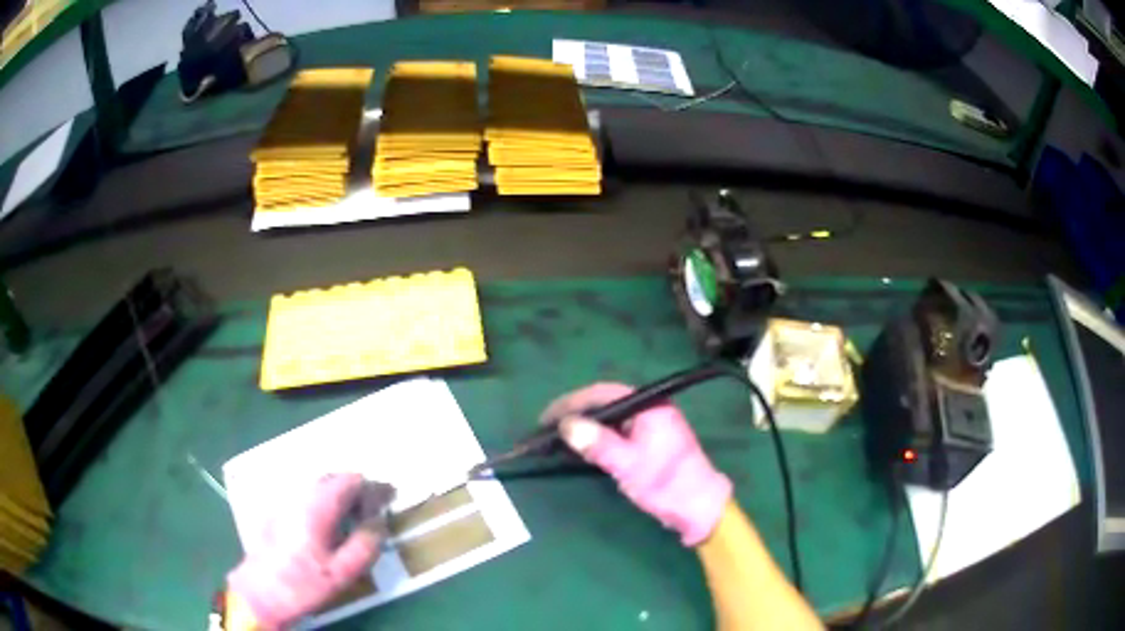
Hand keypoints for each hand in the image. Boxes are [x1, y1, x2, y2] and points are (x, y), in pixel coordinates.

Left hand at [227, 473, 382, 628]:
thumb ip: (366, 544)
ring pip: (319, 484)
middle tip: (375, 509)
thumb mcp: (343, 572)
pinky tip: (330, 522)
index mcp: (317, 506)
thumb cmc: (303, 583)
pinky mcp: (277, 509)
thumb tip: (380, 521)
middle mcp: (299, 494)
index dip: (373, 487)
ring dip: (340, 493)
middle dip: (357, 489)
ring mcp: (285, 500)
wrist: (261, 591)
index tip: (391, 496)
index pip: (350, 480)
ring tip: (356, 516)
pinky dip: (325, 499)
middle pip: (333, 477)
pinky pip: (307, 494)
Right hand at [543, 383, 731, 546]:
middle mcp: (649, 409)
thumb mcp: (629, 464)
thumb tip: (567, 425)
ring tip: (557, 438)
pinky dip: (596, 438)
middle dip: (575, 414)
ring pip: (609, 419)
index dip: (571, 403)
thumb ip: (598, 444)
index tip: (546, 417)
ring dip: (584, 426)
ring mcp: (649, 425)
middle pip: (604, 403)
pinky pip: (615, 432)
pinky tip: (581, 448)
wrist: (697, 507)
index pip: (602, 393)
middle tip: (547, 428)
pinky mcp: (648, 442)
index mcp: (649, 406)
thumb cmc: (666, 483)